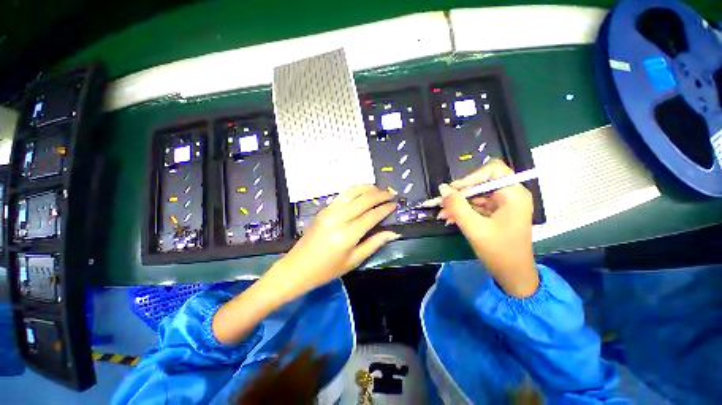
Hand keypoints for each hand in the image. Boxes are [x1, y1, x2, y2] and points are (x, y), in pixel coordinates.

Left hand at [268, 185, 399, 301]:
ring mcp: (329, 211)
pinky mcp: (324, 209)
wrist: (298, 267)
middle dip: (379, 195)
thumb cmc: (327, 270)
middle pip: (363, 200)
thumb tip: (393, 233)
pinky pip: (342, 194)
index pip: (372, 216)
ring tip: (378, 189)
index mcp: (347, 235)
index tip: (395, 204)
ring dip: (367, 188)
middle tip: (391, 194)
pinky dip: (355, 189)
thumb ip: (374, 243)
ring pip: (352, 192)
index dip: (385, 209)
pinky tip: (362, 191)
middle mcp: (339, 218)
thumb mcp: (354, 260)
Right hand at [437, 159, 538, 297]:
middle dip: (459, 194)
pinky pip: (476, 206)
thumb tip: (442, 189)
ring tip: (442, 214)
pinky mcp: (496, 214)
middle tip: (440, 203)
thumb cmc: (499, 252)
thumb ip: (457, 206)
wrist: (513, 276)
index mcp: (513, 194)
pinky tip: (450, 218)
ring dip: (458, 204)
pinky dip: (463, 211)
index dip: (471, 177)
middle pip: (481, 183)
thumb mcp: (474, 228)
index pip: (492, 170)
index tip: (454, 190)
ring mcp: (503, 205)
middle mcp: (510, 195)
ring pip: (476, 196)